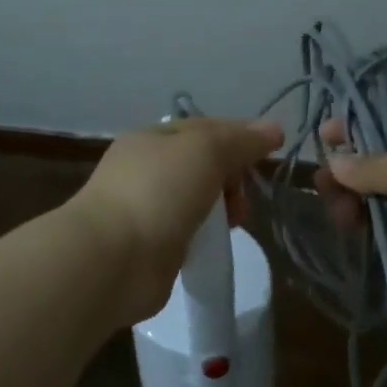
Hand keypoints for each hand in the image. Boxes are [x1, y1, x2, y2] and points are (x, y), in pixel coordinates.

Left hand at [69, 115, 283, 327]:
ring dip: (221, 208)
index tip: (267, 155)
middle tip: (243, 198)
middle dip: (231, 177)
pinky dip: (204, 235)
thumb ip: (241, 140)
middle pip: (202, 164)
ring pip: (196, 199)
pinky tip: (212, 244)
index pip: (205, 128)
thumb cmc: (158, 191)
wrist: (113, 258)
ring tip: (234, 223)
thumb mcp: (206, 151)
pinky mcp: (148, 246)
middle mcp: (144, 168)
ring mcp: (144, 208)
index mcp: (152, 138)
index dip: (239, 136)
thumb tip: (273, 129)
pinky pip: (187, 231)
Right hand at [319, 113, 386, 330]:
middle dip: (350, 168)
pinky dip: (367, 225)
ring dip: (354, 199)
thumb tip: (335, 162)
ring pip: (381, 196)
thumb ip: (370, 165)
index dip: (360, 126)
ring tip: (333, 209)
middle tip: (320, 180)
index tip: (326, 134)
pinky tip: (346, 227)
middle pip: (383, 161)